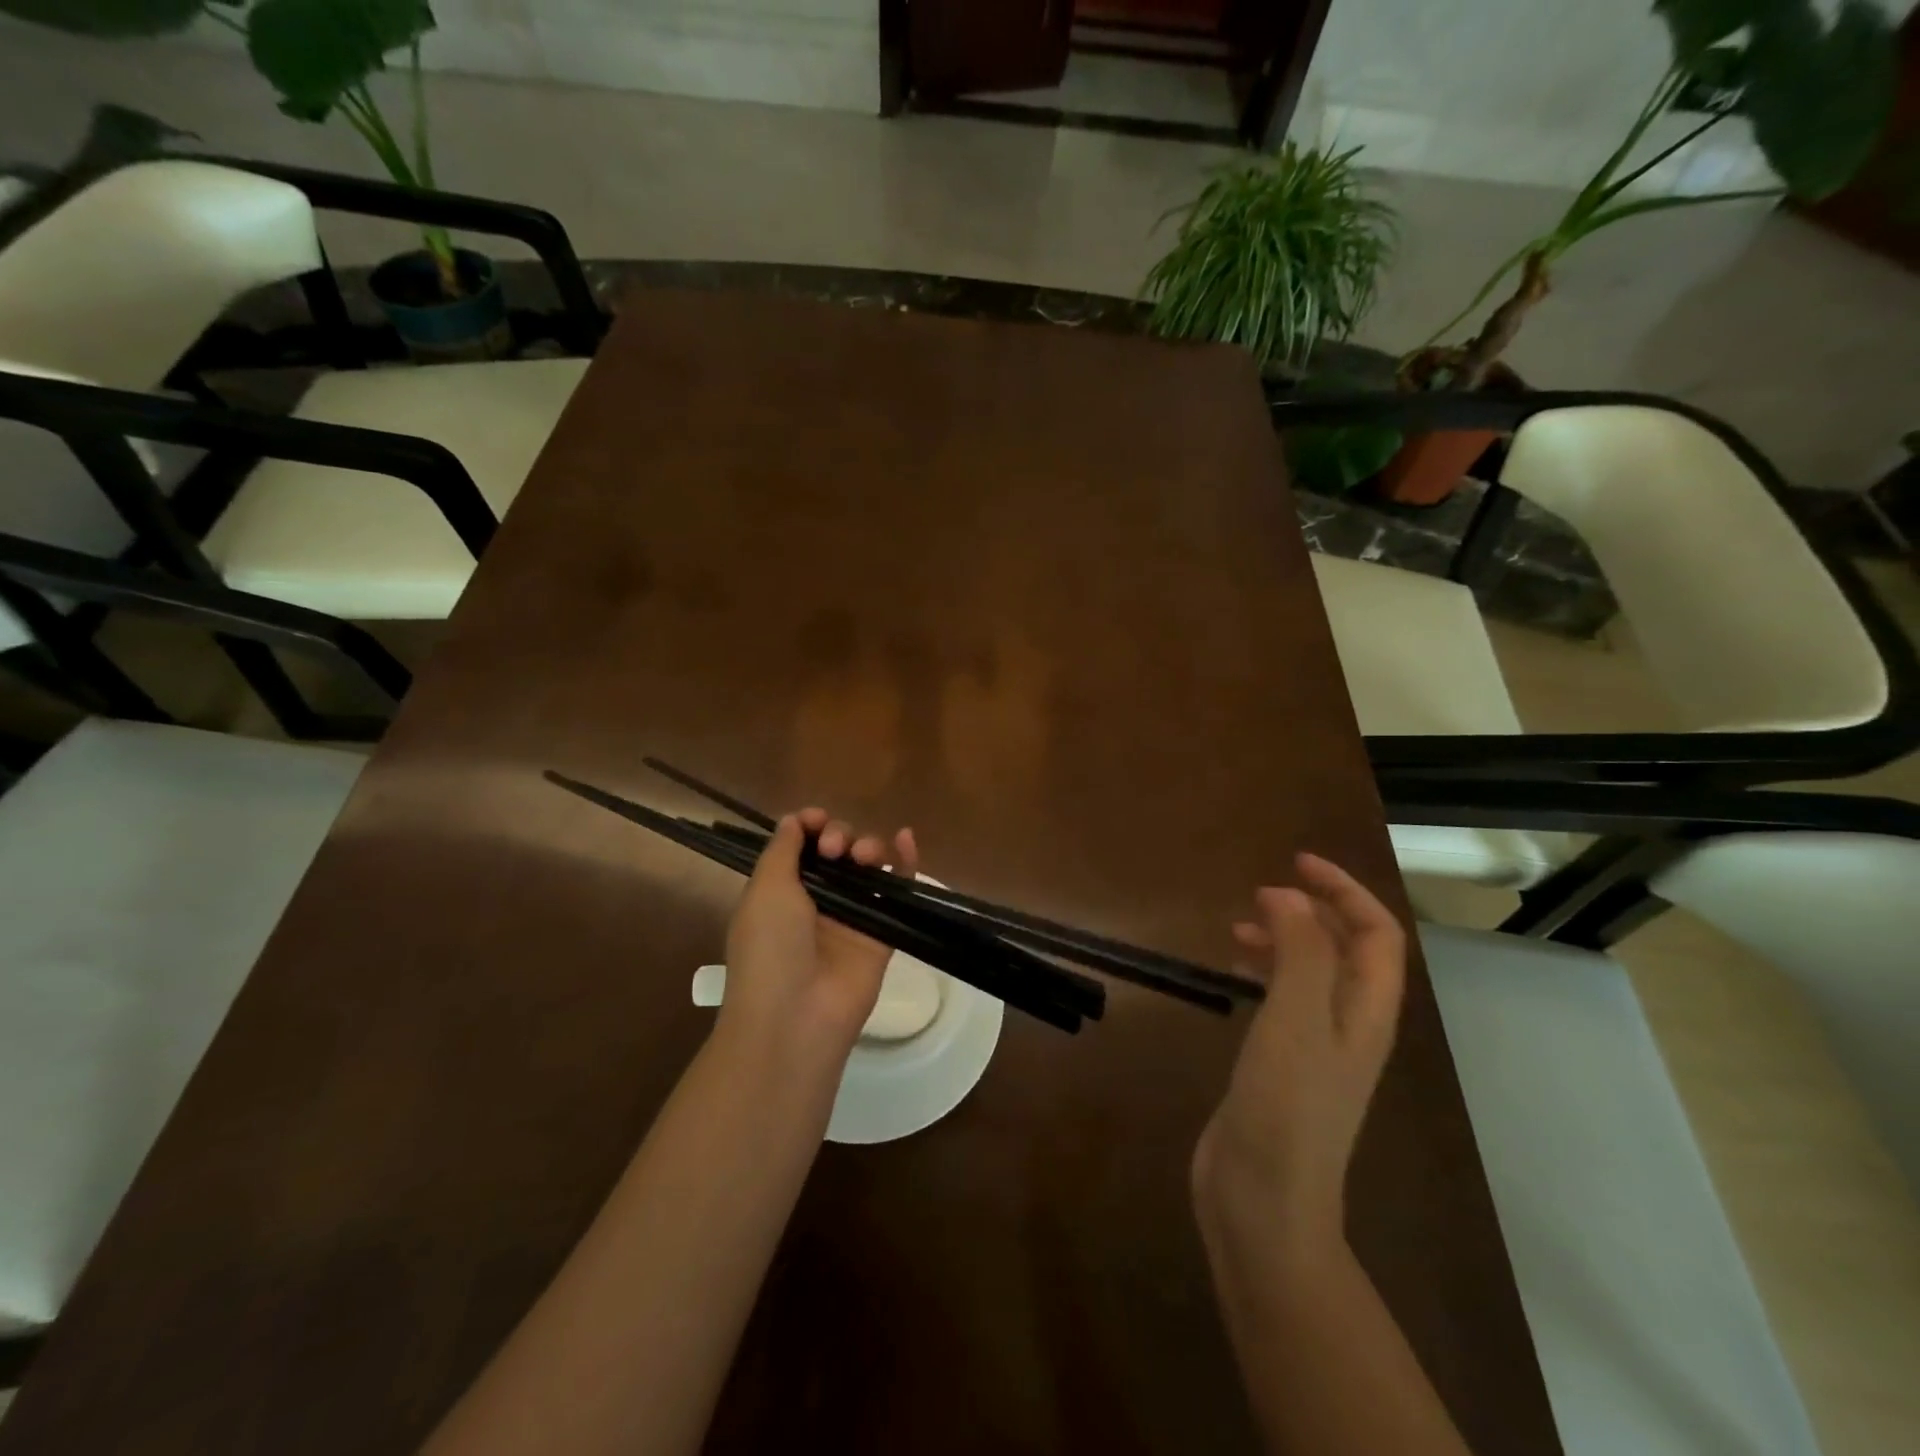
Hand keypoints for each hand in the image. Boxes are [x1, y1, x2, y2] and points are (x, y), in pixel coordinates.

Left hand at [720, 807, 918, 1059]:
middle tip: (834, 850)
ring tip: (862, 857)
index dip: (811, 826)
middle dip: (838, 836)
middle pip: (837, 850)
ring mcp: (851, 916)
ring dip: (867, 846)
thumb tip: (795, 820)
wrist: (796, 1016)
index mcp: (781, 891)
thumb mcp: (764, 890)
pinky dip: (905, 861)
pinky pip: (896, 890)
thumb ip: (782, 850)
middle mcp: (816, 900)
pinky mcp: (882, 932)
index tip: (817, 821)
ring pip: (867, 865)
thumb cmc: (769, 948)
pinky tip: (906, 839)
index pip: (801, 845)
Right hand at [1193, 853, 1406, 1263]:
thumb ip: (1300, 952)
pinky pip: (1284, 1000)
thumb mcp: (1296, 1020)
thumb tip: (1289, 897)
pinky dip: (1265, 972)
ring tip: (1238, 928)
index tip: (1294, 862)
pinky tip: (1234, 974)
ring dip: (1285, 939)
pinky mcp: (1284, 1066)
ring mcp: (1318, 1049)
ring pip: (1314, 973)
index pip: (1376, 934)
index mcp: (1367, 1012)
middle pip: (1349, 950)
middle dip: (1312, 910)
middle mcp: (1351, 1026)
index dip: (1344, 890)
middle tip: (1259, 893)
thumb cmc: (1285, 1106)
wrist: (1263, 1201)